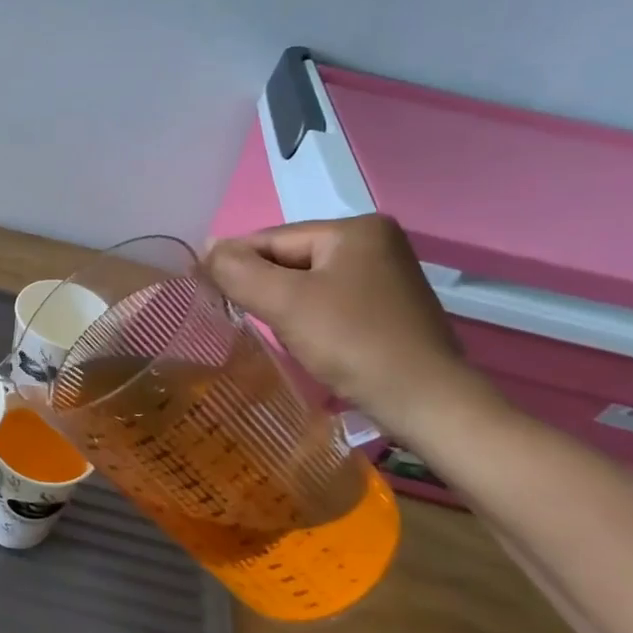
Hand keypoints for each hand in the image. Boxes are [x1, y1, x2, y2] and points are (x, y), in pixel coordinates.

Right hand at [203, 215, 483, 436]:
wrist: (427, 404)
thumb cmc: (353, 343)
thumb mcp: (284, 302)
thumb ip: (237, 270)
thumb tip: (207, 248)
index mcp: (355, 229)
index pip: (272, 238)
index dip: (235, 263)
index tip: (205, 288)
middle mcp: (376, 242)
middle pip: (291, 258)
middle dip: (262, 285)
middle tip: (235, 313)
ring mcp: (386, 275)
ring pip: (308, 281)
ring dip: (282, 302)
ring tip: (269, 329)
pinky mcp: (389, 307)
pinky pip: (330, 299)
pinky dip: (307, 314)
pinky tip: (302, 338)